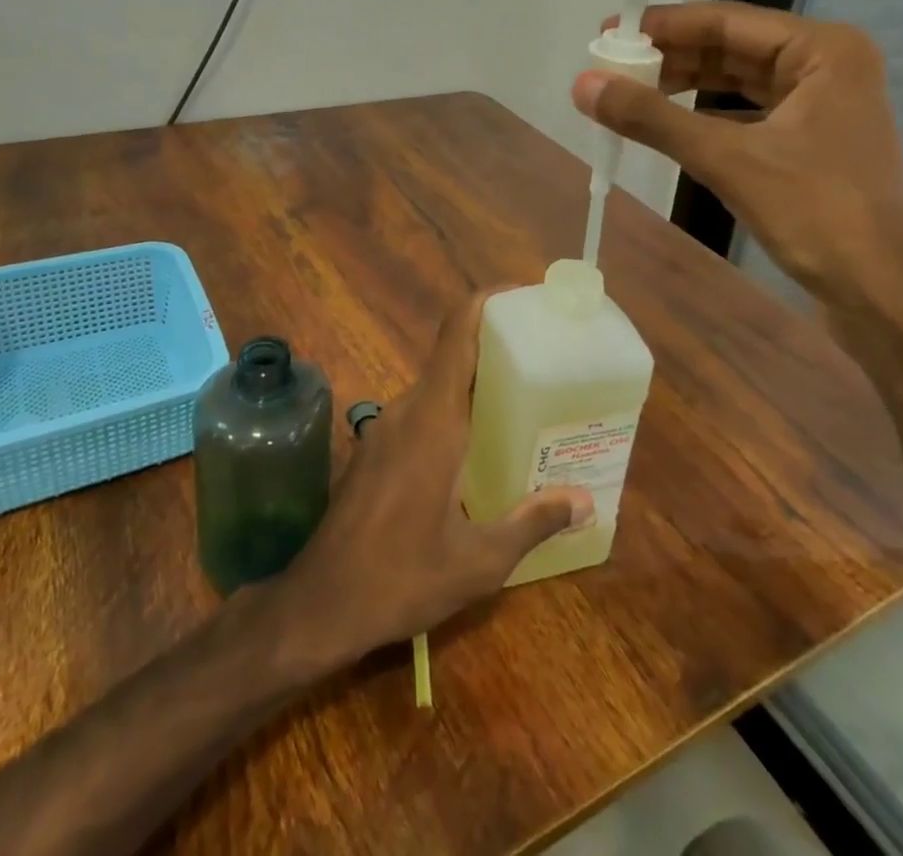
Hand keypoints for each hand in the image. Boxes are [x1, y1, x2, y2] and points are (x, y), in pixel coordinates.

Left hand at [272, 291, 594, 665]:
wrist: (318, 605)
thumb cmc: (400, 578)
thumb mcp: (478, 562)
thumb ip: (532, 522)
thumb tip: (584, 500)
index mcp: (433, 419)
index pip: (457, 333)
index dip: (488, 302)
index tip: (525, 297)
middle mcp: (407, 410)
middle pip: (453, 354)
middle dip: (497, 347)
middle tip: (546, 357)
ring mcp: (386, 428)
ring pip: (438, 385)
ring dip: (476, 382)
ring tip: (526, 400)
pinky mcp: (377, 449)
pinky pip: (423, 411)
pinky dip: (455, 410)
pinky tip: (482, 446)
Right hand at [573, 1, 902, 307]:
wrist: (884, 294)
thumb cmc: (818, 213)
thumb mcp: (728, 159)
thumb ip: (653, 119)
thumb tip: (583, 85)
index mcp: (822, 49)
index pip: (727, 20)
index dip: (663, 25)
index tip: (608, 31)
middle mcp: (827, 65)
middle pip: (733, 48)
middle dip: (672, 58)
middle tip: (612, 67)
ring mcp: (823, 105)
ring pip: (739, 82)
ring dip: (686, 87)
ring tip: (630, 93)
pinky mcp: (813, 142)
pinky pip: (748, 114)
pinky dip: (707, 117)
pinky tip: (670, 126)